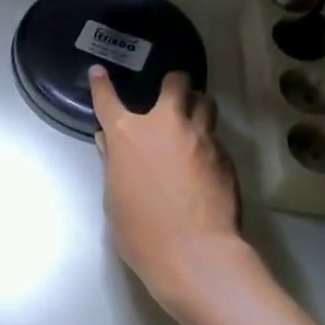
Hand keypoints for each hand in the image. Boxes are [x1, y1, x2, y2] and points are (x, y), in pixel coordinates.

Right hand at [89, 65, 242, 314]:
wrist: (194, 252)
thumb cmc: (140, 230)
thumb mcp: (114, 197)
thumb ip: (113, 164)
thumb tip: (110, 144)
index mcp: (127, 135)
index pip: (107, 100)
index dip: (101, 84)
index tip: (98, 71)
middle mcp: (165, 126)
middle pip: (175, 85)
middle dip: (174, 83)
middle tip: (174, 89)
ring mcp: (200, 138)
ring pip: (205, 103)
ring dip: (197, 105)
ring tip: (195, 116)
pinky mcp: (225, 157)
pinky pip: (216, 138)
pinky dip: (208, 141)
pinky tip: (206, 160)